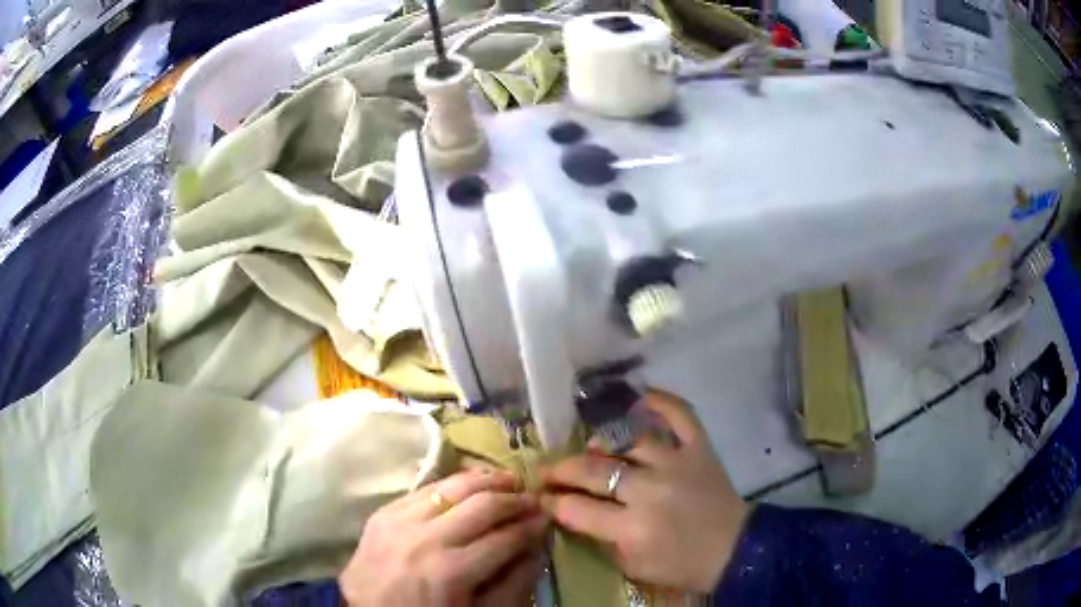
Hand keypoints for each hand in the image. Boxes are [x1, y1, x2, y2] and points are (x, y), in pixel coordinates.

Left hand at [340, 470, 548, 605]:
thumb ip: (513, 585)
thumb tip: (537, 549)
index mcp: (451, 572)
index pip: (506, 538)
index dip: (532, 527)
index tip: (548, 518)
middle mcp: (426, 539)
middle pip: (482, 504)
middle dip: (515, 499)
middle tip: (533, 499)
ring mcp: (400, 521)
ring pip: (453, 485)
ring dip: (486, 480)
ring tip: (508, 481)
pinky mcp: (383, 512)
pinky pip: (424, 487)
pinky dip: (452, 483)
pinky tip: (469, 485)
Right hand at [541, 390, 749, 592]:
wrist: (733, 550)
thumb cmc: (681, 565)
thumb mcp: (633, 566)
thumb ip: (601, 540)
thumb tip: (574, 513)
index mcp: (631, 527)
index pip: (576, 508)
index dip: (551, 501)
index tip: (539, 496)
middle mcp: (649, 490)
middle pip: (593, 470)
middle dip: (561, 469)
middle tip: (547, 470)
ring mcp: (676, 463)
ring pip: (627, 441)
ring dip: (601, 442)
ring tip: (589, 447)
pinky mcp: (699, 449)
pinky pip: (680, 415)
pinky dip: (662, 401)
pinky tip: (640, 396)